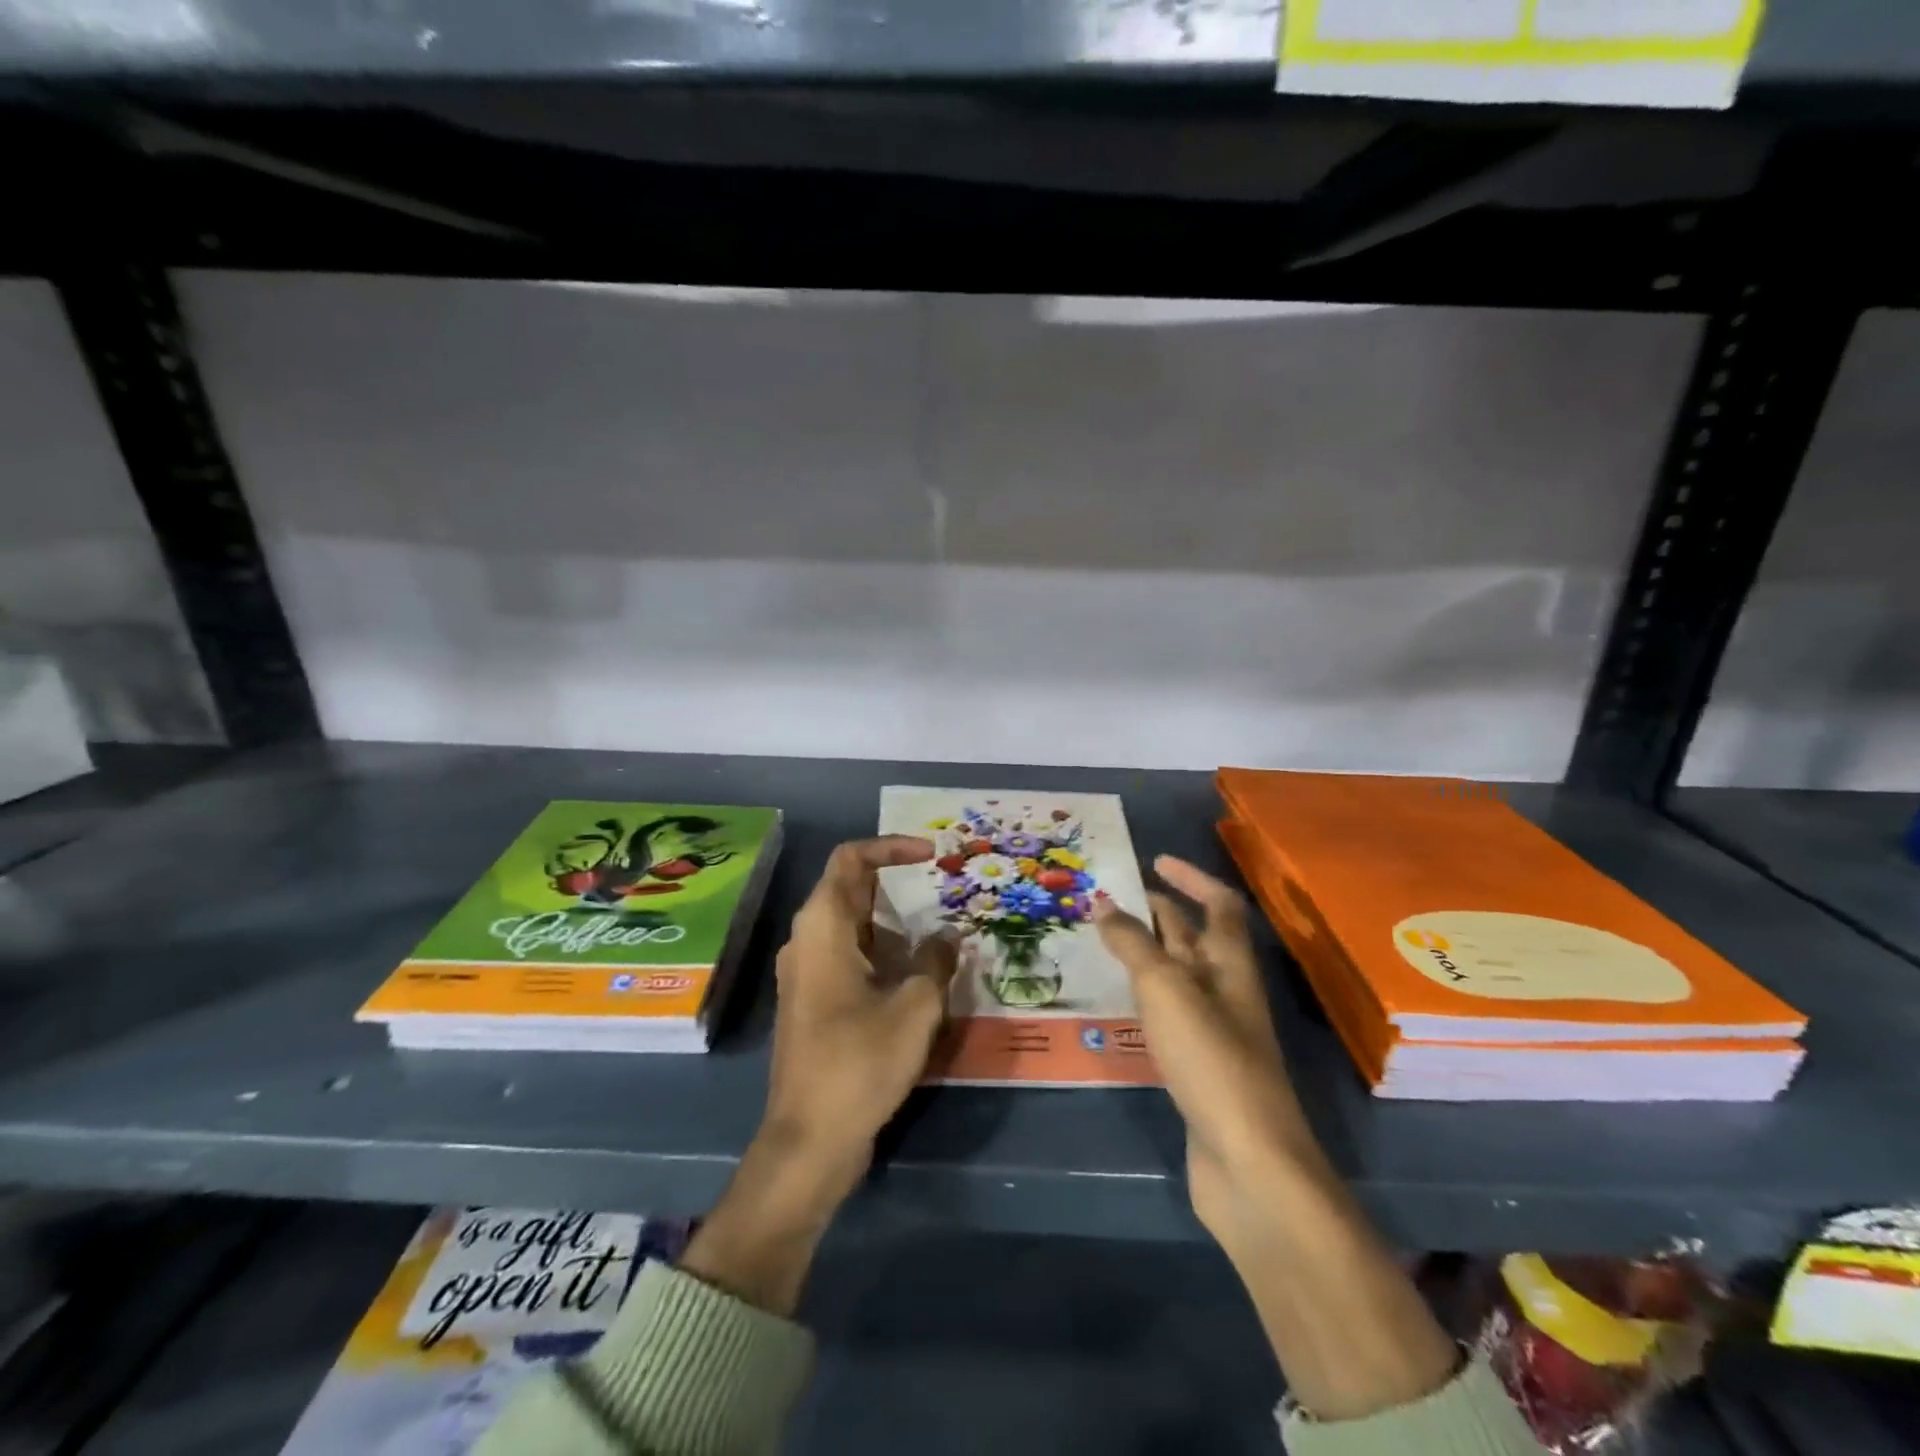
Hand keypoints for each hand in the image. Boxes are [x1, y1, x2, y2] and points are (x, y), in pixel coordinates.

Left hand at [763, 834, 958, 1176]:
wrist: (810, 1140)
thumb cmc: (860, 1062)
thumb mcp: (914, 1007)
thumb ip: (935, 962)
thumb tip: (947, 939)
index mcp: (823, 926)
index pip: (850, 859)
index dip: (890, 846)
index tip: (931, 855)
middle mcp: (807, 940)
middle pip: (851, 890)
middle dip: (898, 884)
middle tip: (944, 890)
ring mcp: (807, 973)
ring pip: (853, 927)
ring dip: (895, 923)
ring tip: (940, 932)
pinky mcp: (814, 1002)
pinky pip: (850, 957)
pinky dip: (884, 953)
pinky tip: (919, 974)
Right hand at [1091, 855, 1325, 1243]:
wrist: (1249, 1165)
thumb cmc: (1211, 1061)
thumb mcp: (1166, 990)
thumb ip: (1133, 944)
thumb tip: (1103, 902)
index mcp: (1230, 965)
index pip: (1219, 905)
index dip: (1191, 877)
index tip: (1154, 861)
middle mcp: (1226, 992)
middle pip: (1195, 939)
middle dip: (1158, 913)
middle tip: (1110, 900)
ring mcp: (1214, 1033)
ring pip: (1177, 977)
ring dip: (1145, 954)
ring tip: (1102, 942)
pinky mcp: (1198, 1068)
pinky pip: (1167, 1016)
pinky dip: (1142, 998)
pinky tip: (1116, 1003)